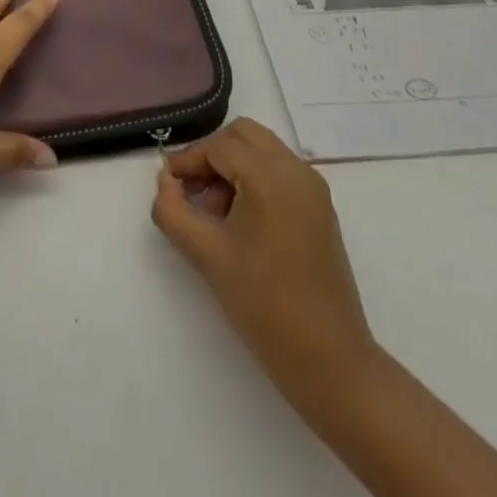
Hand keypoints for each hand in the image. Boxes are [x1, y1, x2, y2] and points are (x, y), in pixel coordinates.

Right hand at [152, 119, 379, 410]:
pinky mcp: (321, 208)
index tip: (168, 185)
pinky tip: (240, 222)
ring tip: (214, 214)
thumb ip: (173, 210)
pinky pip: (279, 171)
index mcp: (270, 176)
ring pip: (262, 150)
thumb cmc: (264, 304)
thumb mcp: (206, 255)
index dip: (188, 160)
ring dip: (232, 166)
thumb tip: (166, 183)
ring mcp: (313, 188)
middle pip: (243, 135)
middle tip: (192, 191)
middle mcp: (296, 170)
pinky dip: (254, 179)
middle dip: (212, 154)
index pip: (218, 146)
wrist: (330, 361)